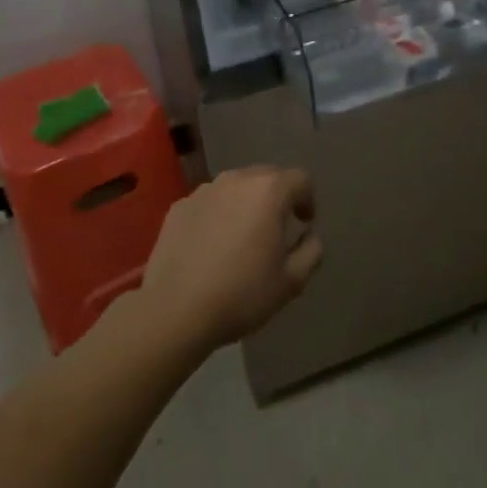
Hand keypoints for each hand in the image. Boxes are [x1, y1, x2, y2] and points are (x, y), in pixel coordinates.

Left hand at [141, 166, 322, 352]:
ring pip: (235, 188)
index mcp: (268, 191)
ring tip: (243, 236)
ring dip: (245, 204)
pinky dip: (218, 215)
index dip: (308, 199)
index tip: (304, 223)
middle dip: (277, 198)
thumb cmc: (241, 293)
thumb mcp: (291, 281)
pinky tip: (212, 246)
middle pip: (266, 177)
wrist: (175, 310)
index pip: (300, 179)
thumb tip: (309, 236)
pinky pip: (209, 203)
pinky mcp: (178, 208)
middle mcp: (236, 180)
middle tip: (277, 229)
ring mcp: (203, 191)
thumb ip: (311, 251)